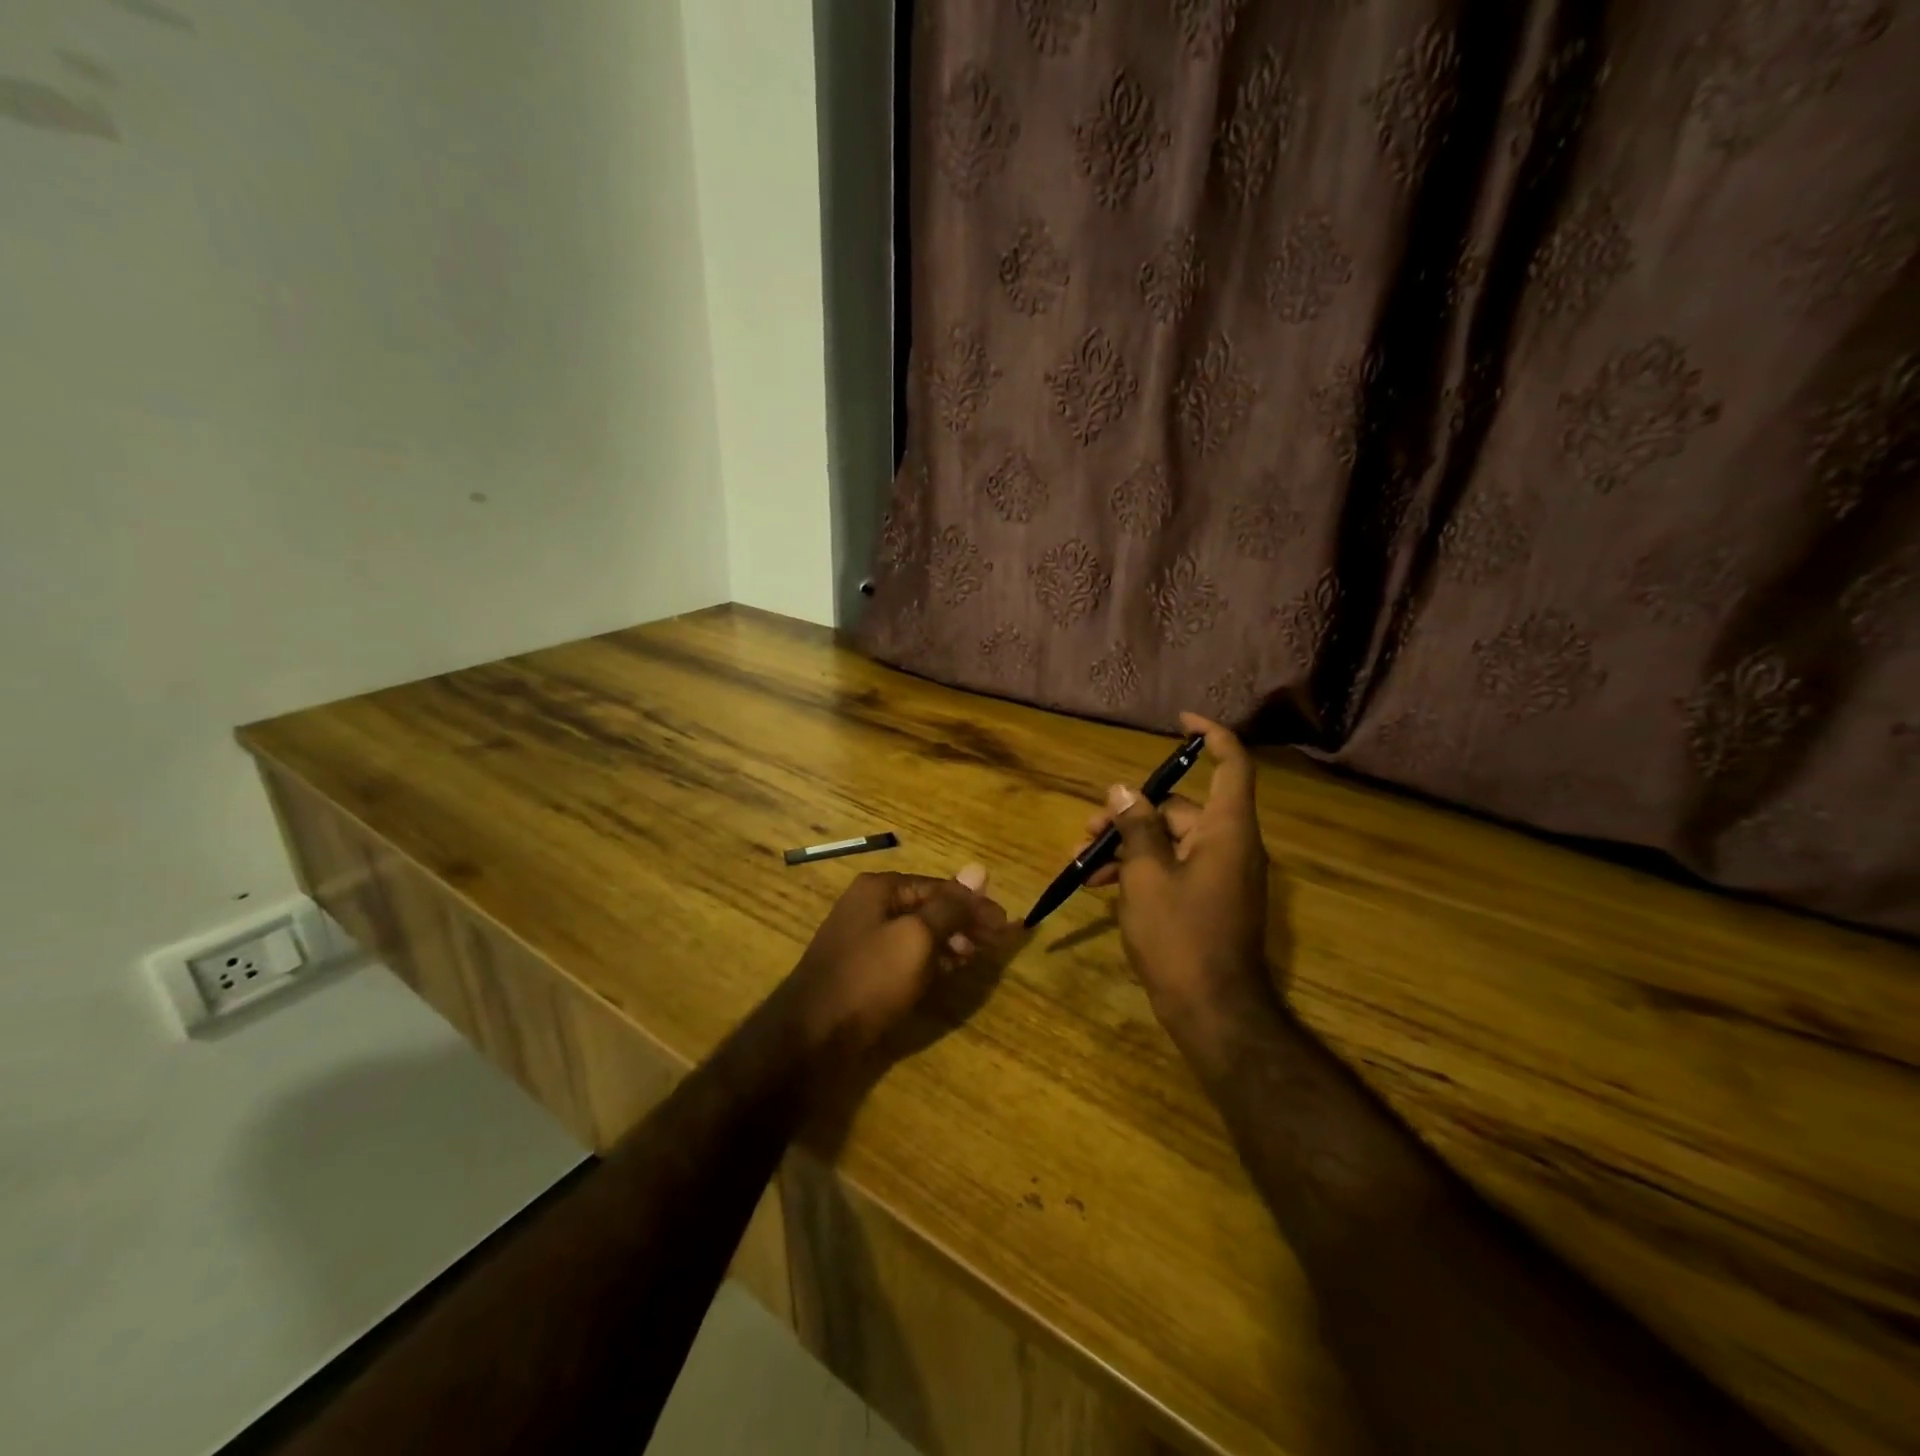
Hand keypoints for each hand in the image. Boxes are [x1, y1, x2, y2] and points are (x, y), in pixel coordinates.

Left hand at [784, 865, 1010, 1055]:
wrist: (812, 1036)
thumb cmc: (870, 978)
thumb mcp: (917, 937)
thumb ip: (950, 907)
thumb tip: (979, 869)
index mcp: (880, 889)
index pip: (939, 886)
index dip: (974, 904)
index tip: (1006, 924)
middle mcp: (869, 906)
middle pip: (928, 907)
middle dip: (964, 922)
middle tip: (995, 944)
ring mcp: (863, 939)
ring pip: (918, 933)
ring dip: (949, 942)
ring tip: (974, 958)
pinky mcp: (863, 971)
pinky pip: (904, 956)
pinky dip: (929, 960)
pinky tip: (947, 972)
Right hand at [1081, 713, 1278, 1057]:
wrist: (1213, 1011)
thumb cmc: (1180, 936)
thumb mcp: (1146, 876)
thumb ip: (1136, 827)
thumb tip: (1124, 790)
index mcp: (1227, 830)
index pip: (1231, 764)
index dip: (1210, 736)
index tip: (1178, 722)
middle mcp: (1229, 845)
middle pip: (1180, 807)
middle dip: (1130, 813)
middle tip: (1087, 830)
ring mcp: (1220, 874)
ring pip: (1169, 840)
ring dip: (1127, 845)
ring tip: (1083, 864)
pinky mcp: (1208, 899)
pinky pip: (1173, 868)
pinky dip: (1140, 870)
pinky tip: (1101, 886)